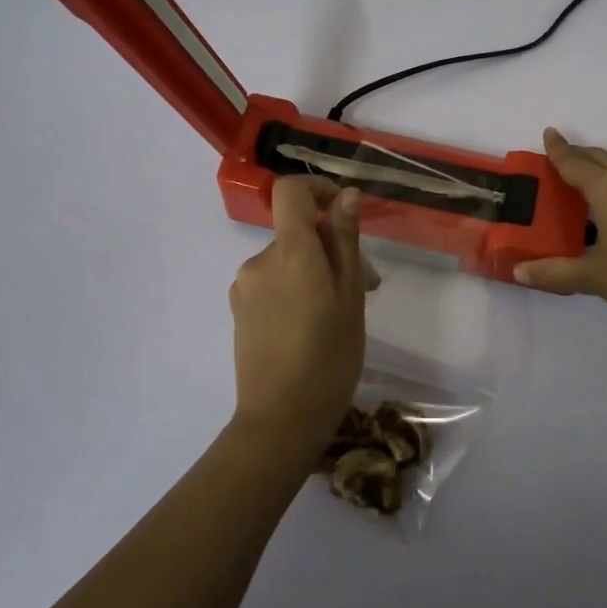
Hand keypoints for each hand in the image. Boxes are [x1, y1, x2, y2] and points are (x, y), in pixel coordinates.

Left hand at [229, 176, 368, 447]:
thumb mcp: (349, 296)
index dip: (317, 187)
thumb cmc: (329, 357)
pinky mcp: (239, 310)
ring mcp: (245, 287)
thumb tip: (347, 195)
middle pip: (297, 232)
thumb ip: (345, 240)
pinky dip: (297, 289)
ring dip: (316, 271)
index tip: (342, 208)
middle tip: (367, 285)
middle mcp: (260, 260)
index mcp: (290, 251)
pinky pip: (273, 283)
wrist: (280, 420)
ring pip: (288, 260)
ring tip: (343, 311)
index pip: (290, 190)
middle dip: (332, 247)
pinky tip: (315, 326)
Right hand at [514, 128, 606, 325]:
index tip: (549, 133)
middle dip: (581, 153)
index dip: (558, 149)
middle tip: (566, 153)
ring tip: (600, 167)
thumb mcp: (593, 277)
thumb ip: (554, 272)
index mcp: (606, 189)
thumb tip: (519, 272)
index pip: (574, 162)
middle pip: (600, 157)